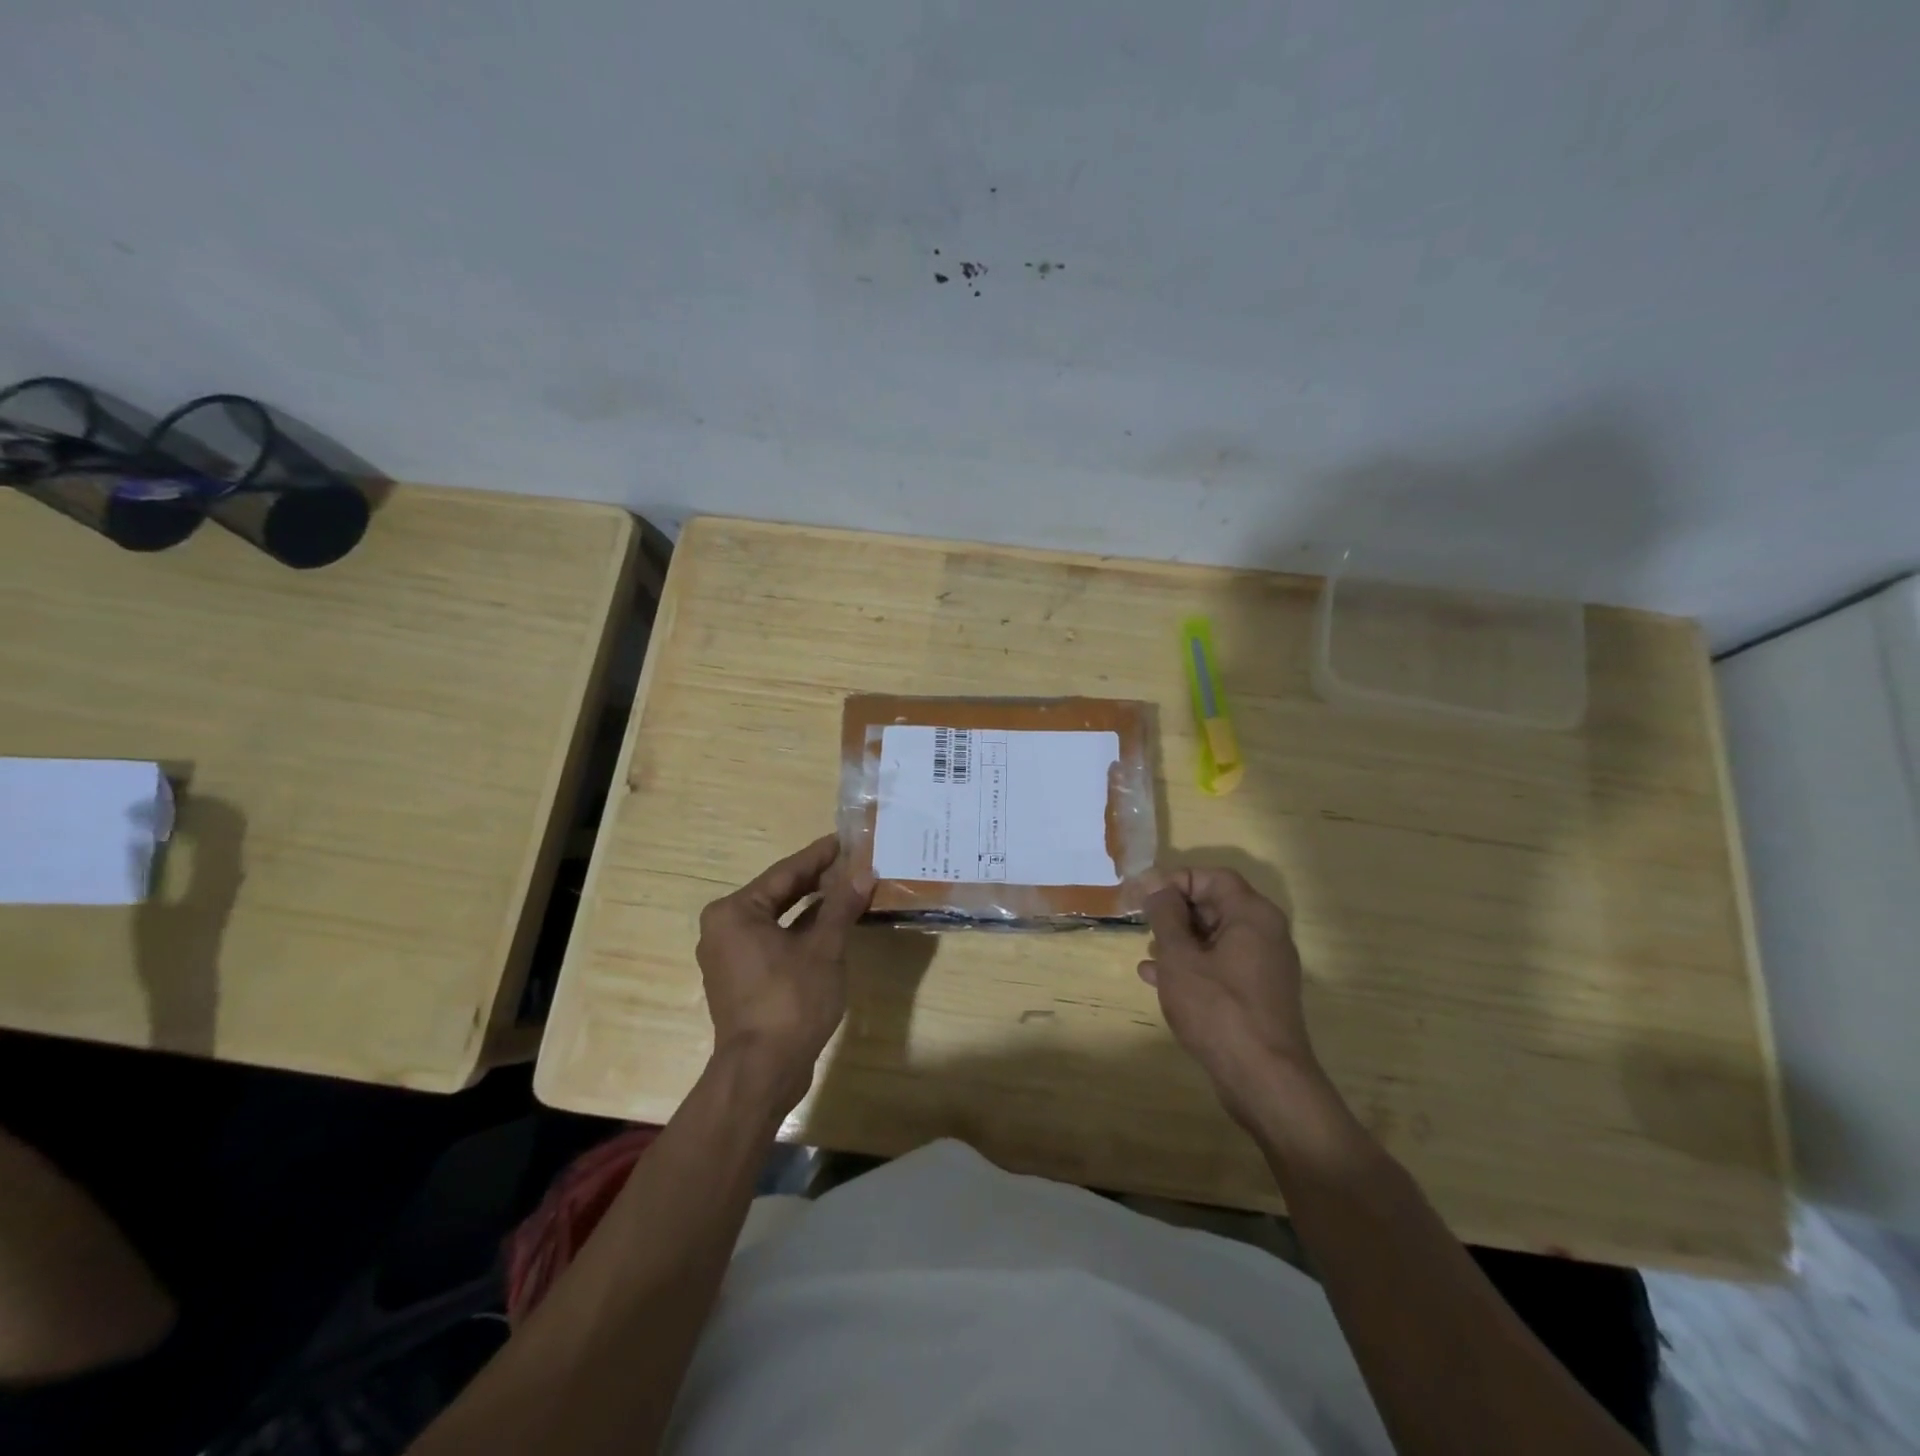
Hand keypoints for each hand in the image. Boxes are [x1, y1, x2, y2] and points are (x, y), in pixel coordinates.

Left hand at [697, 834, 873, 1107]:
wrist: (763, 1072)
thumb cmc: (790, 1000)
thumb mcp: (824, 948)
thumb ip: (842, 906)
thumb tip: (864, 873)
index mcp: (735, 912)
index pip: (785, 873)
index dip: (819, 855)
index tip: (844, 839)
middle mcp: (724, 928)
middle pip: (779, 894)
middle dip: (817, 880)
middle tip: (852, 862)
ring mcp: (730, 956)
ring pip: (778, 919)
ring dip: (812, 907)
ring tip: (848, 889)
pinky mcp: (742, 979)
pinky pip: (774, 942)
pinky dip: (801, 932)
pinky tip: (831, 926)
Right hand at [1139, 866, 1324, 1129]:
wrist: (1264, 1080)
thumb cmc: (1218, 1009)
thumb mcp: (1180, 958)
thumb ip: (1165, 916)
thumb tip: (1157, 887)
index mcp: (1252, 915)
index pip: (1212, 877)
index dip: (1176, 880)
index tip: (1144, 895)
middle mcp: (1265, 933)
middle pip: (1215, 905)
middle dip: (1175, 912)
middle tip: (1142, 923)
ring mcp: (1264, 966)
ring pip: (1215, 937)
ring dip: (1180, 941)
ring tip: (1147, 953)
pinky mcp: (1258, 994)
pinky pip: (1221, 965)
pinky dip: (1192, 965)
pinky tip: (1158, 979)